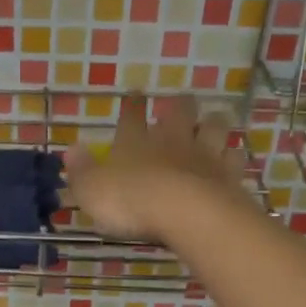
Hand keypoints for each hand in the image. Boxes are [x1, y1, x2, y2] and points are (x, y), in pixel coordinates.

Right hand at [64, 93, 255, 243]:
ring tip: (215, 121)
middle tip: (182, 102)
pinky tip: (234, 158)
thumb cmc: (130, 200)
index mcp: (135, 141)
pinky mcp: (229, 175)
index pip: (131, 117)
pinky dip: (234, 156)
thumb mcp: (91, 190)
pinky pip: (235, 159)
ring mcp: (204, 155)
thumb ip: (81, 171)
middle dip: (180, 105)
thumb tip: (70, 150)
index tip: (135, 94)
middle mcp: (171, 140)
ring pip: (214, 128)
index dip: (132, 105)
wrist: (184, 212)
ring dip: (213, 123)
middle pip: (180, 112)